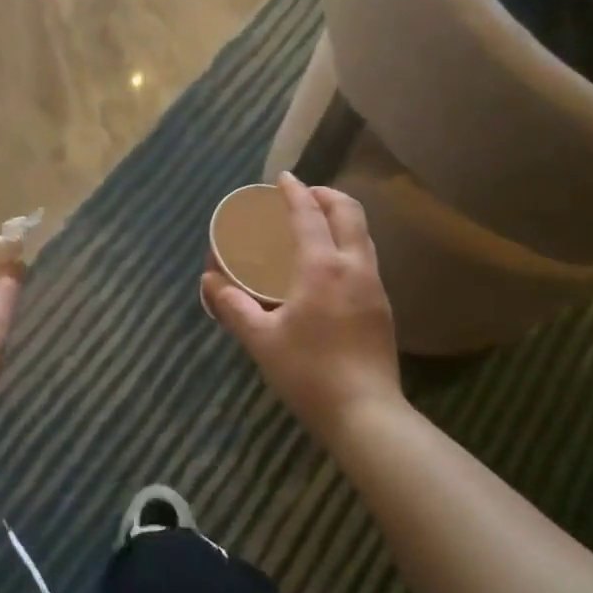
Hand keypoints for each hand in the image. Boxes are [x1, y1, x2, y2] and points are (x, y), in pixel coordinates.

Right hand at [203, 174, 401, 440]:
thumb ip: (233, 306)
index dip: (295, 192)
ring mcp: (374, 286)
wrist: (366, 414)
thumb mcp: (260, 339)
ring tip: (317, 223)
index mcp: (322, 268)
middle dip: (326, 195)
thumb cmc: (308, 373)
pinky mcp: (383, 307)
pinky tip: (331, 264)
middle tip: (303, 195)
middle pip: (349, 213)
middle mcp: (354, 267)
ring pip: (363, 235)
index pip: (309, 215)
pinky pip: (366, 257)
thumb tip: (210, 281)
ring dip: (341, 217)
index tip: (283, 178)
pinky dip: (348, 242)